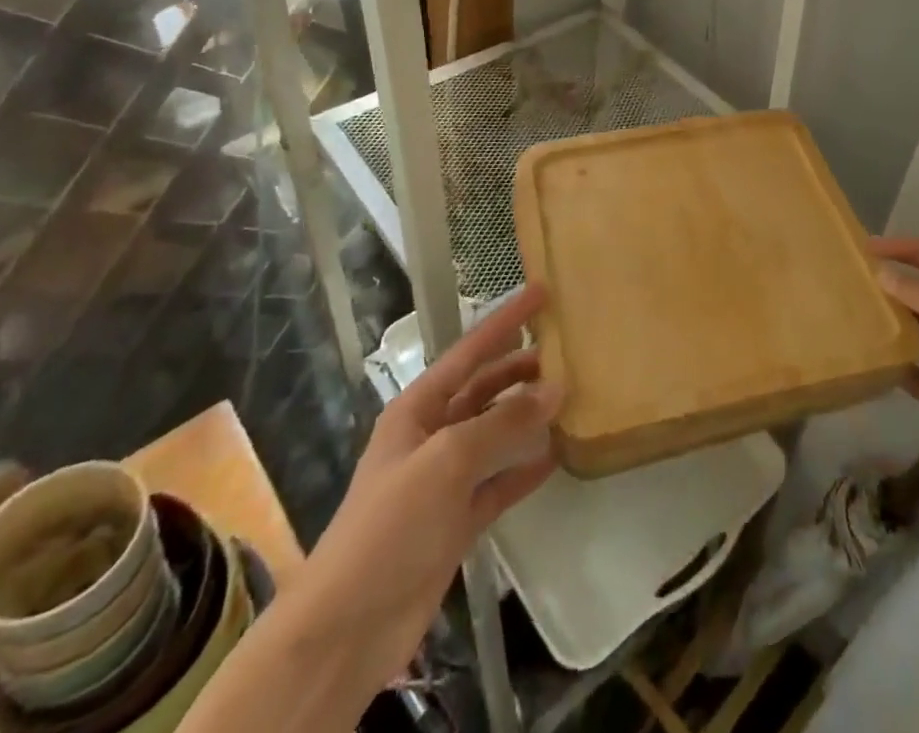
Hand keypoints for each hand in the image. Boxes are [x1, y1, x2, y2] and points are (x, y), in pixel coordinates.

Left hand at [303, 287, 561, 685]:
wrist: (349, 626)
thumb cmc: (391, 523)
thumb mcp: (447, 461)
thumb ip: (503, 423)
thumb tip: (556, 387)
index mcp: (418, 408)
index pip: (470, 351)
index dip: (505, 320)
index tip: (541, 292)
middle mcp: (432, 435)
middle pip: (484, 388)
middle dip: (520, 367)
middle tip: (566, 349)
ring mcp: (444, 480)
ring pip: (494, 433)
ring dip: (527, 416)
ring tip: (569, 395)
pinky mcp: (457, 520)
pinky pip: (498, 483)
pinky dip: (524, 469)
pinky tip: (555, 457)